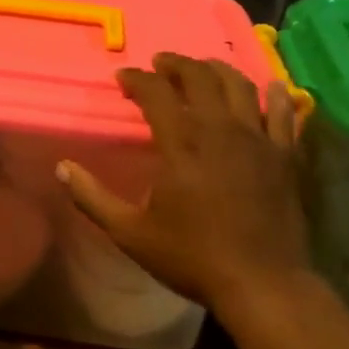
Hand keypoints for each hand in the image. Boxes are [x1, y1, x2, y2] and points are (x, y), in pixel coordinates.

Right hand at [57, 53, 311, 318]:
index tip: (123, 77)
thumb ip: (92, 197)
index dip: (137, 79)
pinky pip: (284, 113)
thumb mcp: (130, 233)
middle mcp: (220, 130)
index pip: (156, 93)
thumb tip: (63, 167)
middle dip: (177, 64)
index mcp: (181, 144)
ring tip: (204, 68)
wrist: (262, 284)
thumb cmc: (192, 257)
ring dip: (218, 69)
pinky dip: (275, 95)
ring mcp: (258, 140)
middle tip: (161, 63)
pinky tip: (269, 88)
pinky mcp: (285, 156)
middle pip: (200, 77)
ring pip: (241, 85)